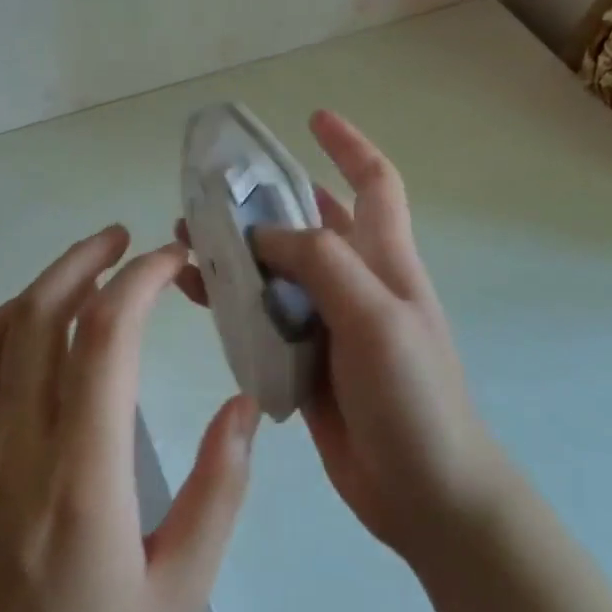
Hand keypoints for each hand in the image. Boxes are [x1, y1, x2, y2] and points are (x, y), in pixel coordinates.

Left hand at [0, 227, 259, 611]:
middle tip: (121, 238)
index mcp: (81, 480)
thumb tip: (244, 404)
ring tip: (80, 272)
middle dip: (83, 260)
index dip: (140, 279)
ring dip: (38, 288)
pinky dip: (0, 339)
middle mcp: (11, 453)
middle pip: (39, 315)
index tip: (171, 259)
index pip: (105, 337)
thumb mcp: (181, 597)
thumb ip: (219, 491)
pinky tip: (29, 342)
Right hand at [177, 111, 508, 564]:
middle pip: (309, 223)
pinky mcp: (305, 361)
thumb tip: (262, 236)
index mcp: (384, 259)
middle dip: (265, 201)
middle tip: (210, 192)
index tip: (313, 117)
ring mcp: (330, 323)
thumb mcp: (375, 315)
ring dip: (237, 251)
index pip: (373, 182)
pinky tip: (198, 297)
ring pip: (277, 270)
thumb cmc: (412, 396)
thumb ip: (321, 264)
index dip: (348, 144)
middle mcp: (356, 282)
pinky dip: (233, 303)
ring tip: (185, 239)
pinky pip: (263, 319)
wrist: (426, 494)